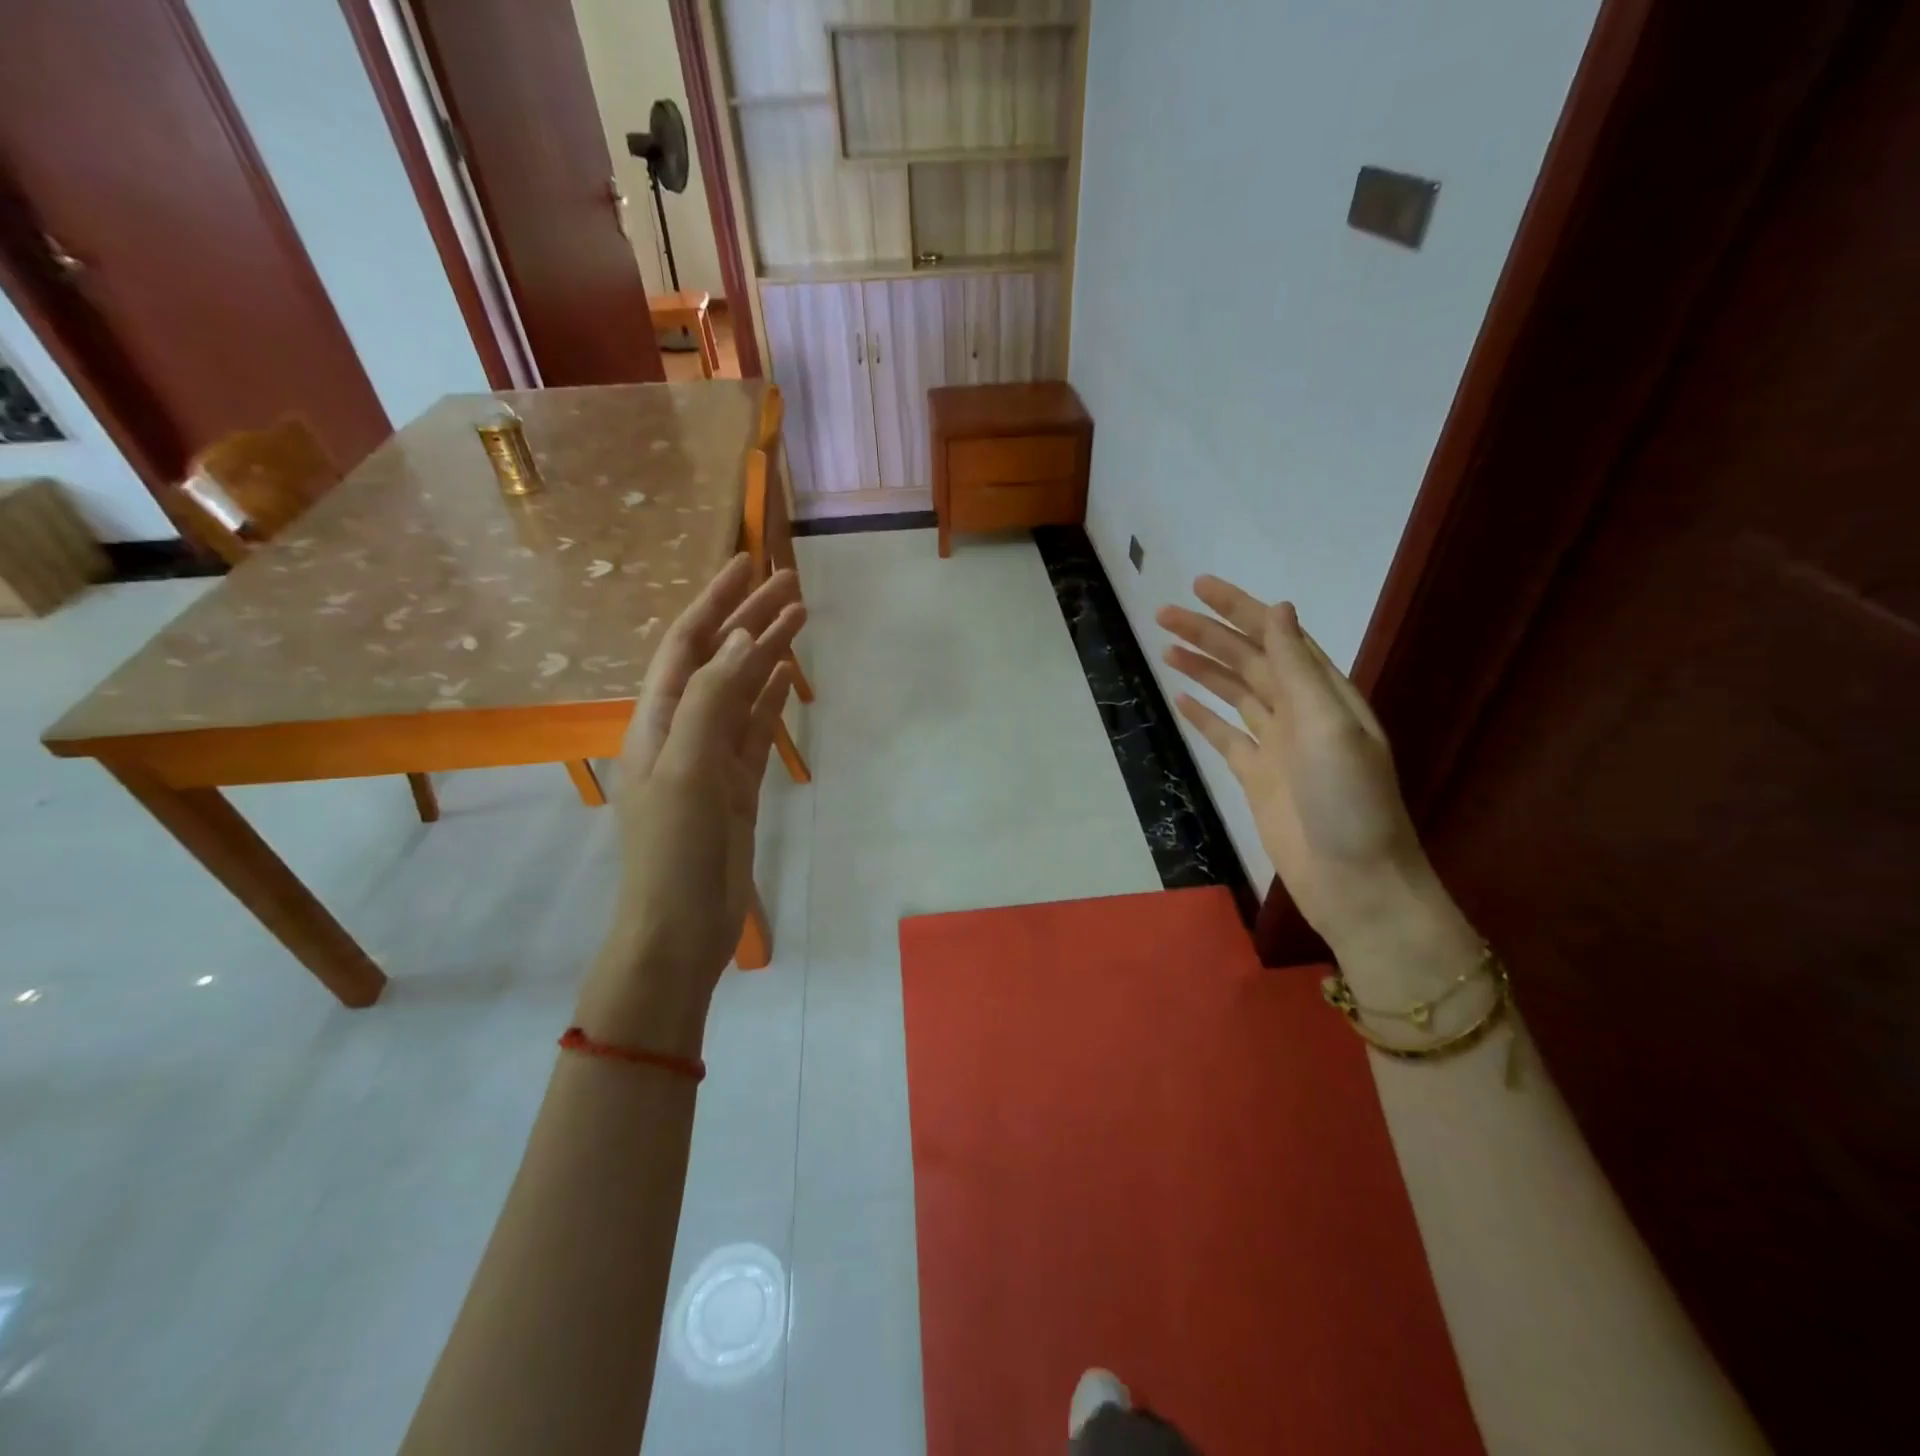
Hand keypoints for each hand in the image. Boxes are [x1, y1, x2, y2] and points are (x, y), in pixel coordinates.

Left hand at [573, 554, 804, 1053]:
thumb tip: (746, 640)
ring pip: (742, 691)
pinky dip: (772, 699)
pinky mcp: (737, 784)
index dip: (715, 602)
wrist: (680, 927)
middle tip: (791, 583)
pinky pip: (756, 729)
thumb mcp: (684, 768)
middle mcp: (681, 730)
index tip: (747, 564)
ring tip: (801, 616)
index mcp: (656, 720)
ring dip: (768, 653)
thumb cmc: (672, 849)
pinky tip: (790, 675)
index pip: (686, 644)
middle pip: (719, 660)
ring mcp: (712, 758)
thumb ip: (712, 700)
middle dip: (750, 619)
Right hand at [1157, 577, 1479, 996]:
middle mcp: (1300, 712)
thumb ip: (1299, 670)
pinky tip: (1181, 699)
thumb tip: (1280, 610)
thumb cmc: (1350, 802)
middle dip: (1208, 635)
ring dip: (1202, 669)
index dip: (1239, 608)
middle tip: (1163, 615)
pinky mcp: (1257, 777)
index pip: (1276, 637)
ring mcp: (1276, 746)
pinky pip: (1225, 736)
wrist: (1355, 881)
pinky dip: (1203, 716)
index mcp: (1324, 694)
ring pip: (1233, 694)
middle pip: (1247, 661)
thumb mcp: (1329, 727)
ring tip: (1166, 648)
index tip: (1199, 587)